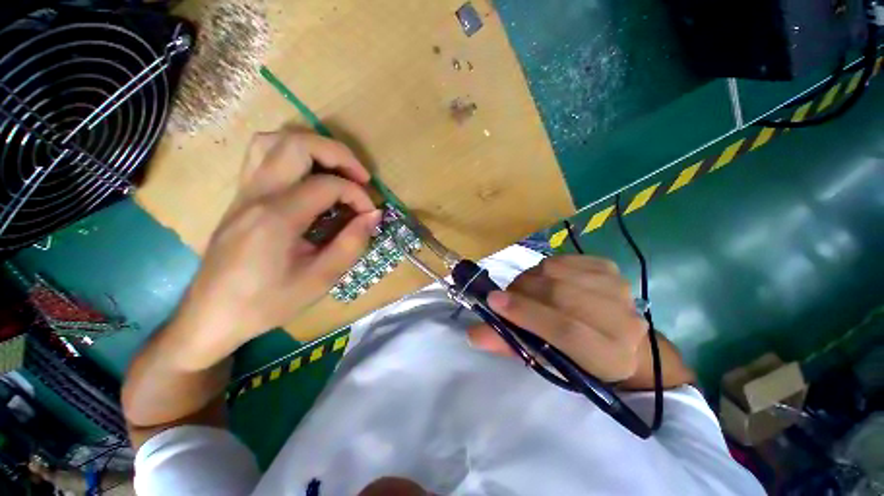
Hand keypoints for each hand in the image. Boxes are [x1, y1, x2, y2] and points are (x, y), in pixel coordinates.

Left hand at [175, 130, 379, 368]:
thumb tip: (374, 215)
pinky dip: (291, 154)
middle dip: (339, 154)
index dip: (357, 195)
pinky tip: (308, 176)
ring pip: (274, 140)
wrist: (212, 316)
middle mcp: (256, 194)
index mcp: (277, 217)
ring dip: (312, 147)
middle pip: (298, 144)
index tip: (370, 214)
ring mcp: (243, 192)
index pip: (327, 185)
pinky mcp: (240, 197)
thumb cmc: (268, 302)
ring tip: (336, 170)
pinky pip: (262, 156)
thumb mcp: (320, 279)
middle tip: (361, 177)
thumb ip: (352, 243)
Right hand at [468, 255, 648, 383]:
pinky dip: (543, 267)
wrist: (616, 337)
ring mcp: (618, 288)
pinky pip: (563, 259)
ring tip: (523, 289)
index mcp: (608, 357)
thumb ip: (509, 345)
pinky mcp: (610, 268)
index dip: (525, 313)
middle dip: (522, 291)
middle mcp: (623, 321)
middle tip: (504, 296)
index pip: (565, 330)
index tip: (493, 301)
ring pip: (558, 272)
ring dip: (529, 278)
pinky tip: (543, 279)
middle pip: (560, 294)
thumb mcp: (543, 359)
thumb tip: (473, 333)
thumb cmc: (575, 357)